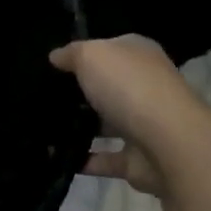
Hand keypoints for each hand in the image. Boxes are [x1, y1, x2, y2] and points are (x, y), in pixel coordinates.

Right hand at [50, 36, 188, 196]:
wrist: (167, 143)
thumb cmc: (129, 87)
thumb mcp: (91, 55)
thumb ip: (71, 54)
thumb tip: (55, 57)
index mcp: (140, 56)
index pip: (110, 49)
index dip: (83, 55)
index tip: (53, 66)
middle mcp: (145, 88)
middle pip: (108, 88)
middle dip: (80, 94)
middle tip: (43, 98)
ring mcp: (143, 125)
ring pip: (106, 125)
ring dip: (80, 128)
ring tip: (44, 129)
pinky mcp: (137, 159)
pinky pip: (104, 159)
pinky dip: (84, 160)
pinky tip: (55, 158)